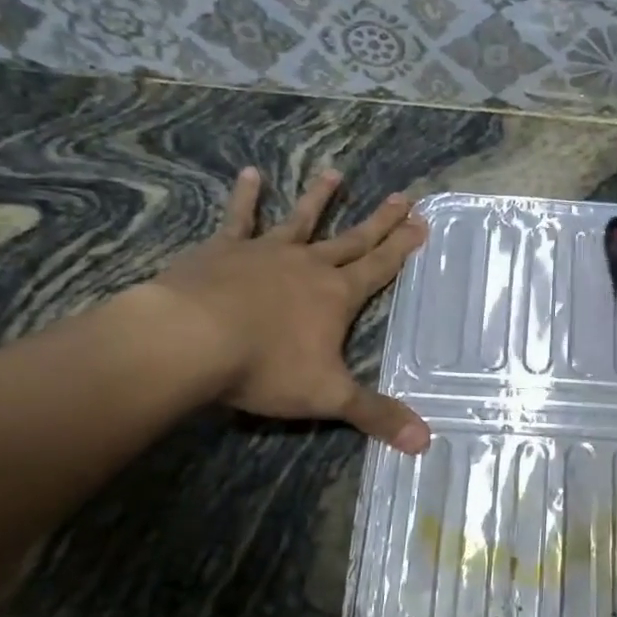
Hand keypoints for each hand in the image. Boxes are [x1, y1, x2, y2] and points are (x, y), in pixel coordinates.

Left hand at [144, 167, 430, 452]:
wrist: (189, 340)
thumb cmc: (264, 367)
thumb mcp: (328, 396)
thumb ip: (377, 415)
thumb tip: (427, 443)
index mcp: (337, 295)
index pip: (380, 267)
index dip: (403, 247)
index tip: (423, 222)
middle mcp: (309, 266)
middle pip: (353, 239)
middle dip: (381, 221)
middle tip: (404, 196)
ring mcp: (266, 253)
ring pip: (301, 221)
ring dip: (320, 198)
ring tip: (335, 173)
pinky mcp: (224, 250)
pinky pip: (239, 219)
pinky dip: (246, 197)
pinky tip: (250, 174)